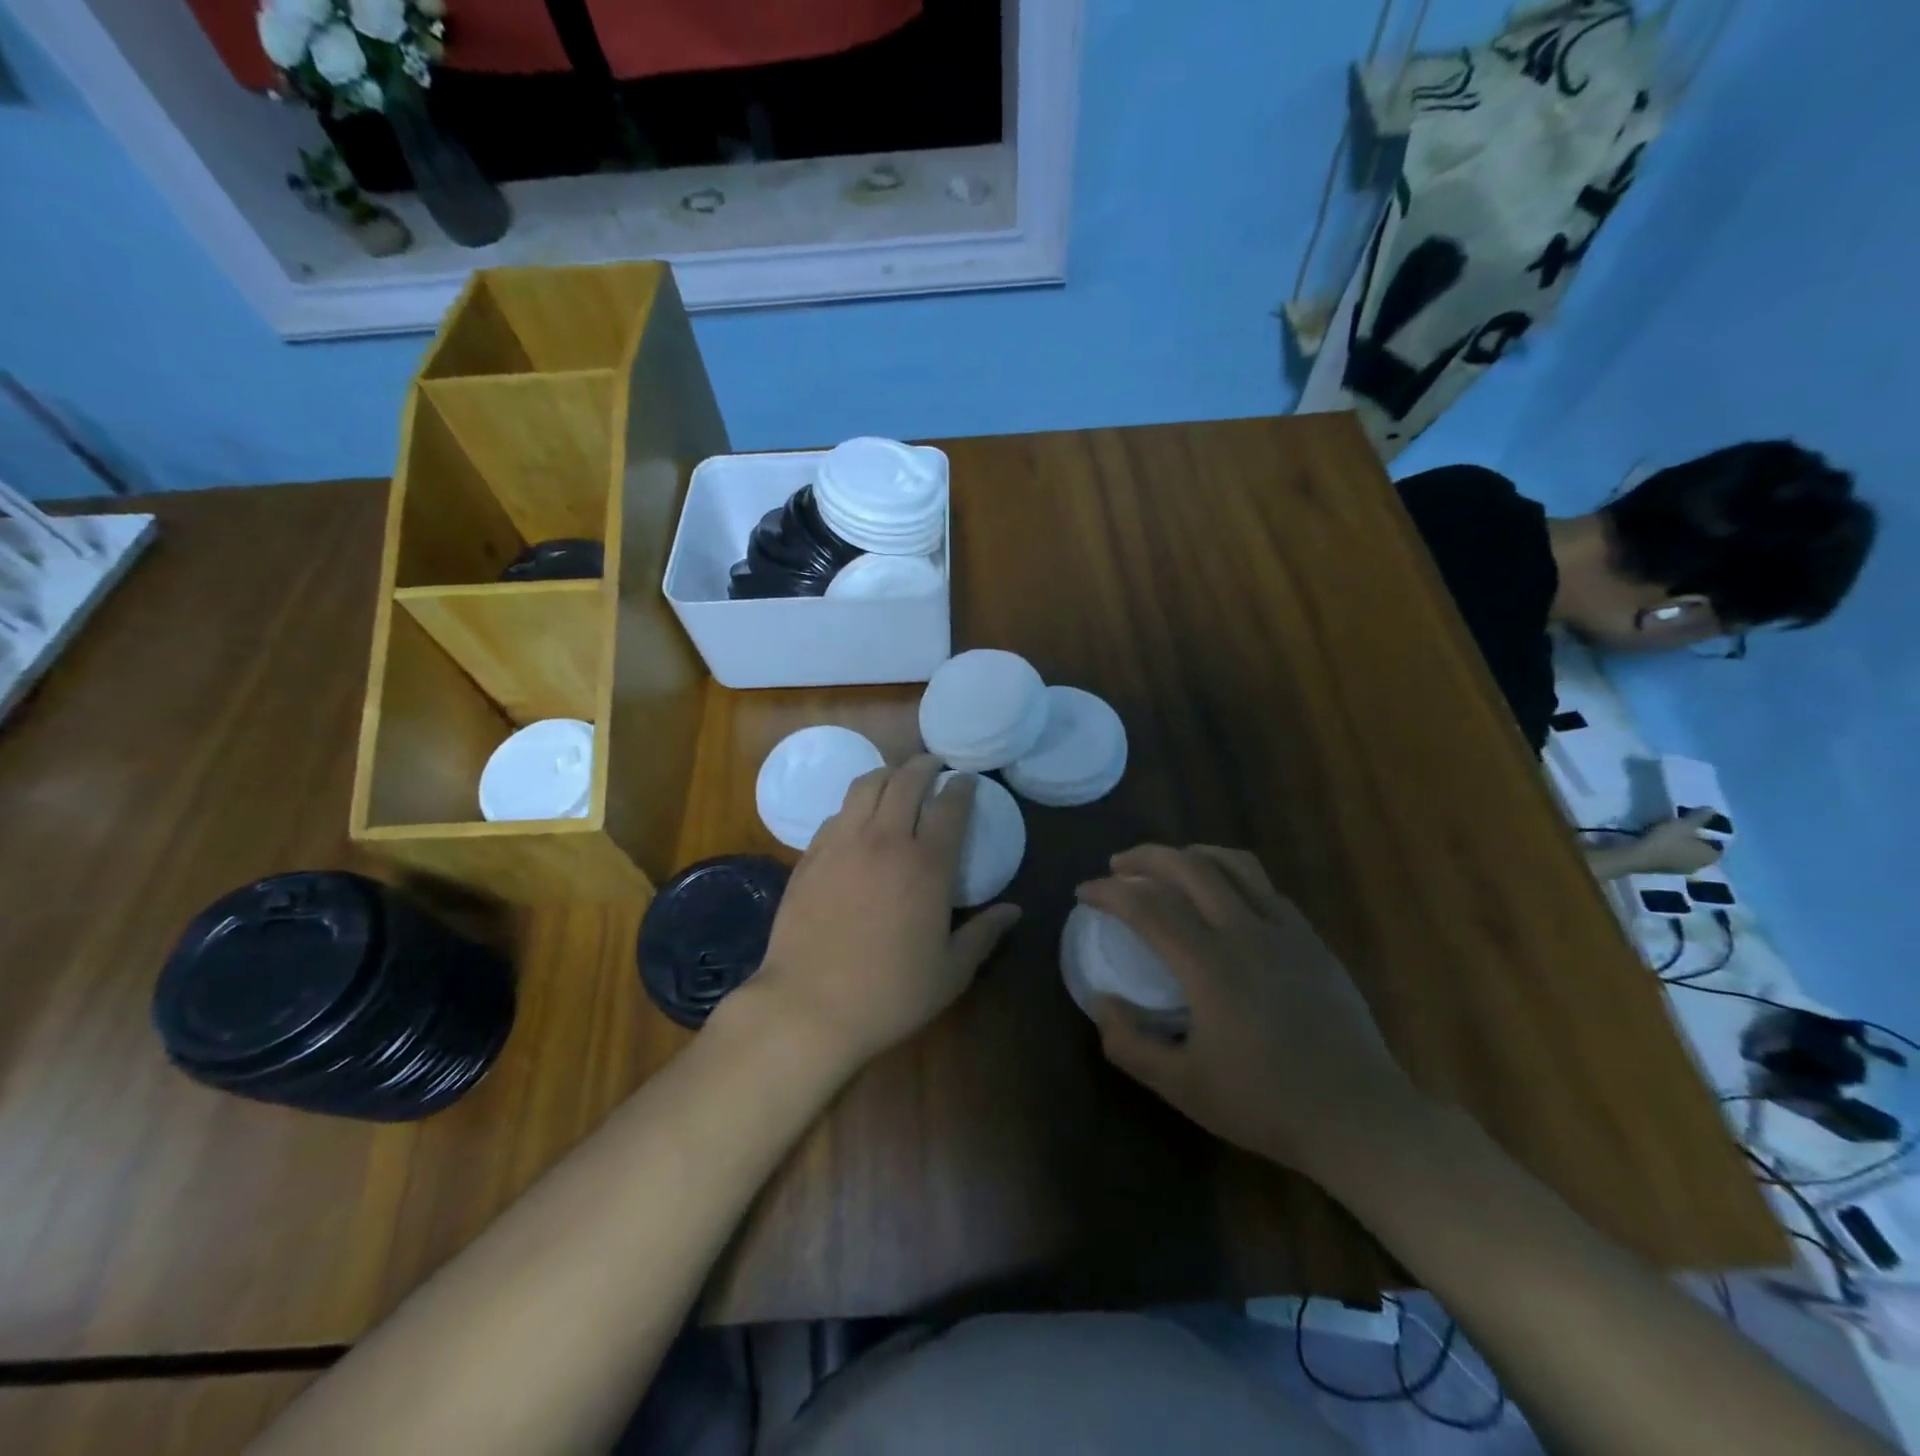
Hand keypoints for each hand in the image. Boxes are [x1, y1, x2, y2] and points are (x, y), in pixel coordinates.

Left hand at [741, 755, 1020, 1069]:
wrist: (808, 1007)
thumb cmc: (890, 993)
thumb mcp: (951, 972)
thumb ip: (984, 935)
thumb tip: (1014, 911)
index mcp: (927, 864)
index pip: (950, 806)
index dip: (962, 787)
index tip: (967, 781)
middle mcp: (885, 840)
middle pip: (906, 780)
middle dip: (924, 765)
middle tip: (934, 766)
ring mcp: (842, 843)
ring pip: (866, 785)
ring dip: (887, 774)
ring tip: (896, 778)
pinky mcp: (811, 856)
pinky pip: (837, 813)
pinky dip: (855, 805)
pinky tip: (858, 819)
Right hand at [1078, 845, 1419, 1174]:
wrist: (1359, 1118)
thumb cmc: (1265, 1104)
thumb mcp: (1183, 1088)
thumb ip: (1130, 1045)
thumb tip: (1101, 1002)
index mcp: (1209, 965)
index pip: (1147, 906)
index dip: (1109, 892)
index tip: (1084, 892)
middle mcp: (1245, 933)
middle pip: (1188, 867)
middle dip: (1145, 858)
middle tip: (1117, 867)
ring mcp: (1285, 931)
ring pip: (1233, 864)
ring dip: (1191, 855)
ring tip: (1168, 866)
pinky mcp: (1312, 940)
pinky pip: (1265, 887)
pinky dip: (1231, 876)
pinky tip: (1223, 898)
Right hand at [1619, 809, 1724, 875]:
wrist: (1634, 856)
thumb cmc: (1665, 840)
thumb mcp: (1684, 823)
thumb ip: (1699, 817)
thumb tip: (1713, 809)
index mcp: (1710, 856)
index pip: (1719, 845)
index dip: (1711, 835)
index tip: (1700, 825)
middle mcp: (1700, 865)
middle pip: (1701, 850)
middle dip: (1694, 840)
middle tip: (1683, 828)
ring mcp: (1680, 869)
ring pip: (1685, 854)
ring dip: (1679, 846)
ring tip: (1668, 833)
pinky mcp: (1662, 869)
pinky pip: (1670, 857)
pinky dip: (1667, 850)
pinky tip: (1657, 841)